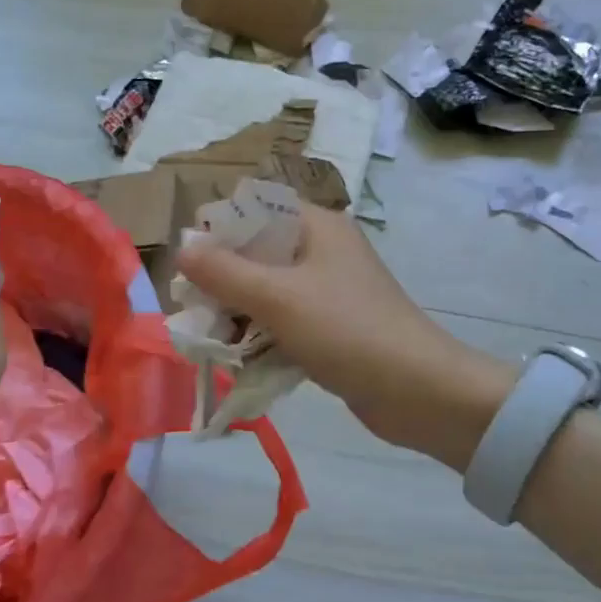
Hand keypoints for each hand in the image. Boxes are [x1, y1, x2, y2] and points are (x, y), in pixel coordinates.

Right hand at [176, 204, 514, 469]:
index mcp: (316, 227)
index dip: (219, 229)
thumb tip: (182, 247)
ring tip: (212, 341)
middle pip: (257, 252)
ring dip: (238, 313)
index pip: (256, 209)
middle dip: (222, 280)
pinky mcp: (331, 327)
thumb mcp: (278, 297)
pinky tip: (241, 360)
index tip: (190, 264)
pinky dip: (261, 336)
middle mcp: (322, 251)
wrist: (419, 392)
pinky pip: (283, 322)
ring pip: (267, 291)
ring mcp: (328, 291)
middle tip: (196, 310)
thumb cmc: (346, 330)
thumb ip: (224, 272)